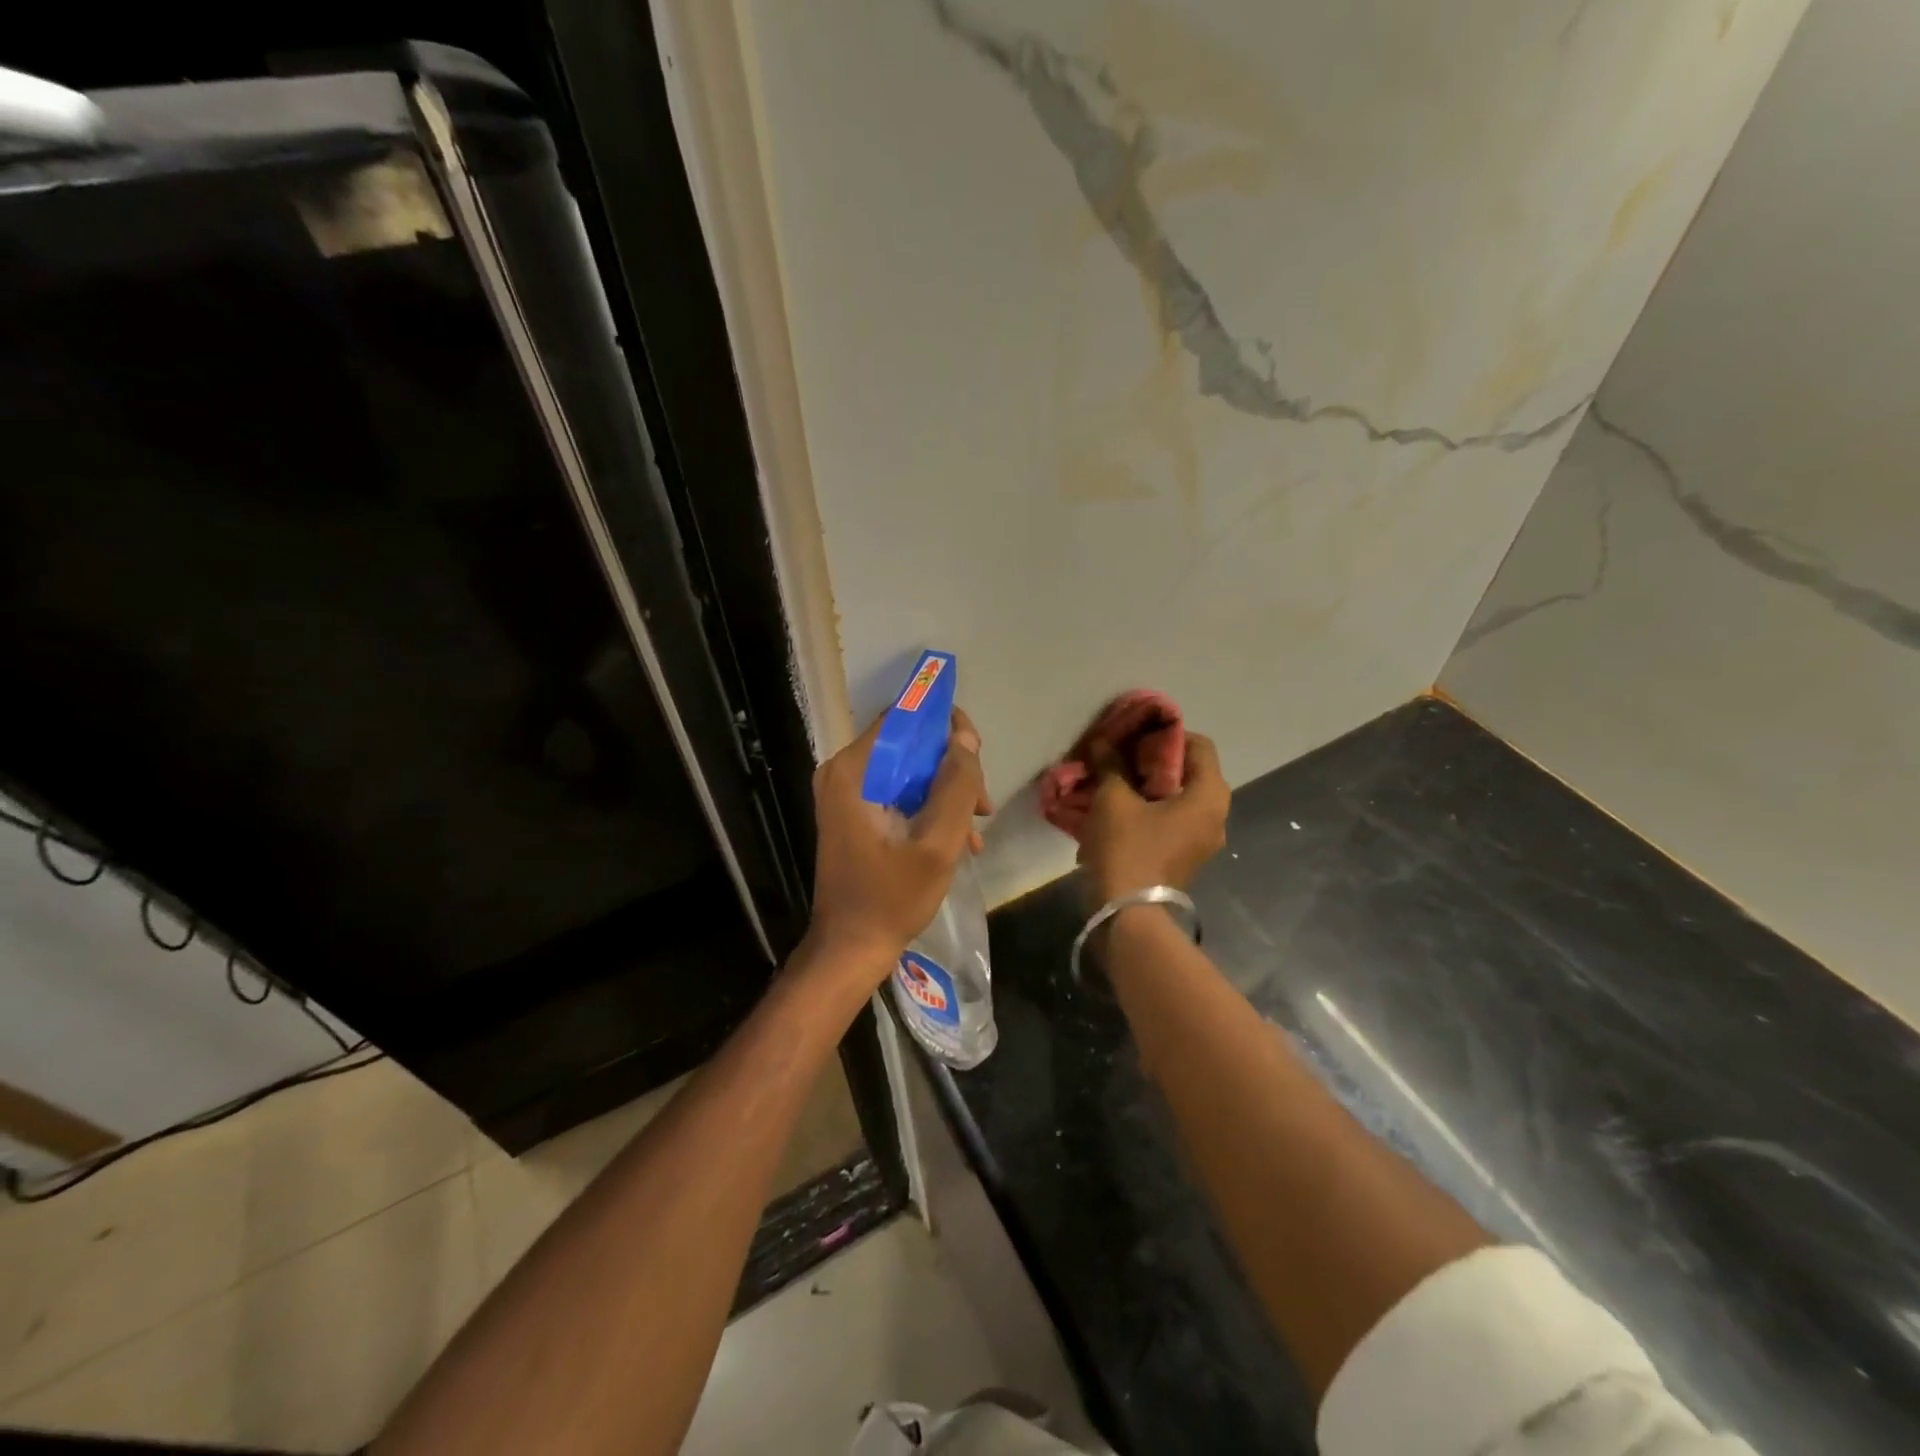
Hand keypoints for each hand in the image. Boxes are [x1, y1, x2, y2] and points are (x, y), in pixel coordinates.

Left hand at [804, 707, 990, 977]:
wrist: (850, 948)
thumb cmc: (892, 897)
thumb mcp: (938, 843)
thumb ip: (956, 786)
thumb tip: (965, 738)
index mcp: (854, 770)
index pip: (903, 718)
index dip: (945, 726)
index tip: (977, 752)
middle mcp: (843, 772)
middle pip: (909, 745)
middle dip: (952, 769)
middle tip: (983, 804)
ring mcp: (846, 793)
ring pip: (909, 771)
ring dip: (946, 793)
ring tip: (975, 831)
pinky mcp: (853, 813)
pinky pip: (898, 793)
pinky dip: (928, 809)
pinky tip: (958, 840)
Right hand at [1079, 732, 1229, 902]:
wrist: (1127, 913)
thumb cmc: (1127, 848)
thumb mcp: (1113, 799)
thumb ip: (1111, 765)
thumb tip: (1104, 744)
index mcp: (1209, 796)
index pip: (1199, 745)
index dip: (1166, 734)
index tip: (1135, 735)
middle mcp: (1216, 816)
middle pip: (1189, 772)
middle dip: (1153, 761)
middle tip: (1121, 757)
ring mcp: (1202, 841)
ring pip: (1178, 799)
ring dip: (1148, 787)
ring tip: (1115, 782)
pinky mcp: (1185, 858)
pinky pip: (1171, 821)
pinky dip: (1149, 810)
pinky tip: (1118, 810)